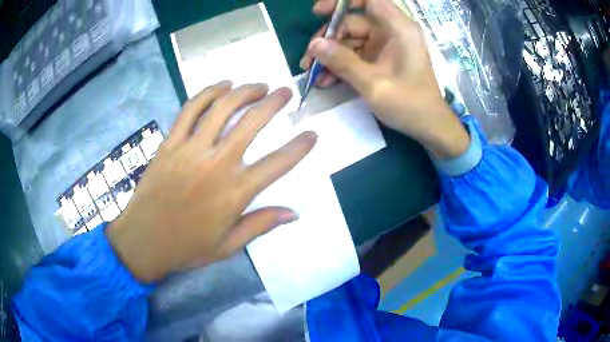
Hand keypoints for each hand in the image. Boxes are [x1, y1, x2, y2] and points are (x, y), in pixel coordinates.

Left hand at [106, 82, 316, 282]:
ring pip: (222, 108)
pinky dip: (208, 92)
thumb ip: (260, 225)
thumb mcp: (228, 246)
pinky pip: (190, 110)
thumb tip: (293, 213)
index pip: (278, 163)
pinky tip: (222, 85)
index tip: (312, 133)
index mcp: (235, 193)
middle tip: (286, 92)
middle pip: (252, 123)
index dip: (300, 147)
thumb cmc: (187, 247)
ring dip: (244, 91)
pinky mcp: (170, 143)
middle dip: (274, 102)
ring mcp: (190, 149)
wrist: (143, 241)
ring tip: (258, 85)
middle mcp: (216, 164)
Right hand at [301, 0, 468, 158]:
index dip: (342, 1)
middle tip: (309, 60)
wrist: (428, 127)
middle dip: (328, 38)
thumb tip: (314, 45)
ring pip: (350, 39)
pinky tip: (325, 80)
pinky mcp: (380, 57)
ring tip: (313, 74)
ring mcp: (385, 45)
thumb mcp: (374, 84)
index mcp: (399, 29)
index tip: (320, 12)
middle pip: (352, 21)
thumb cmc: (409, 105)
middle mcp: (391, 31)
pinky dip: (340, 64)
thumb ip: (343, 62)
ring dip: (330, 55)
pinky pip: (355, 53)